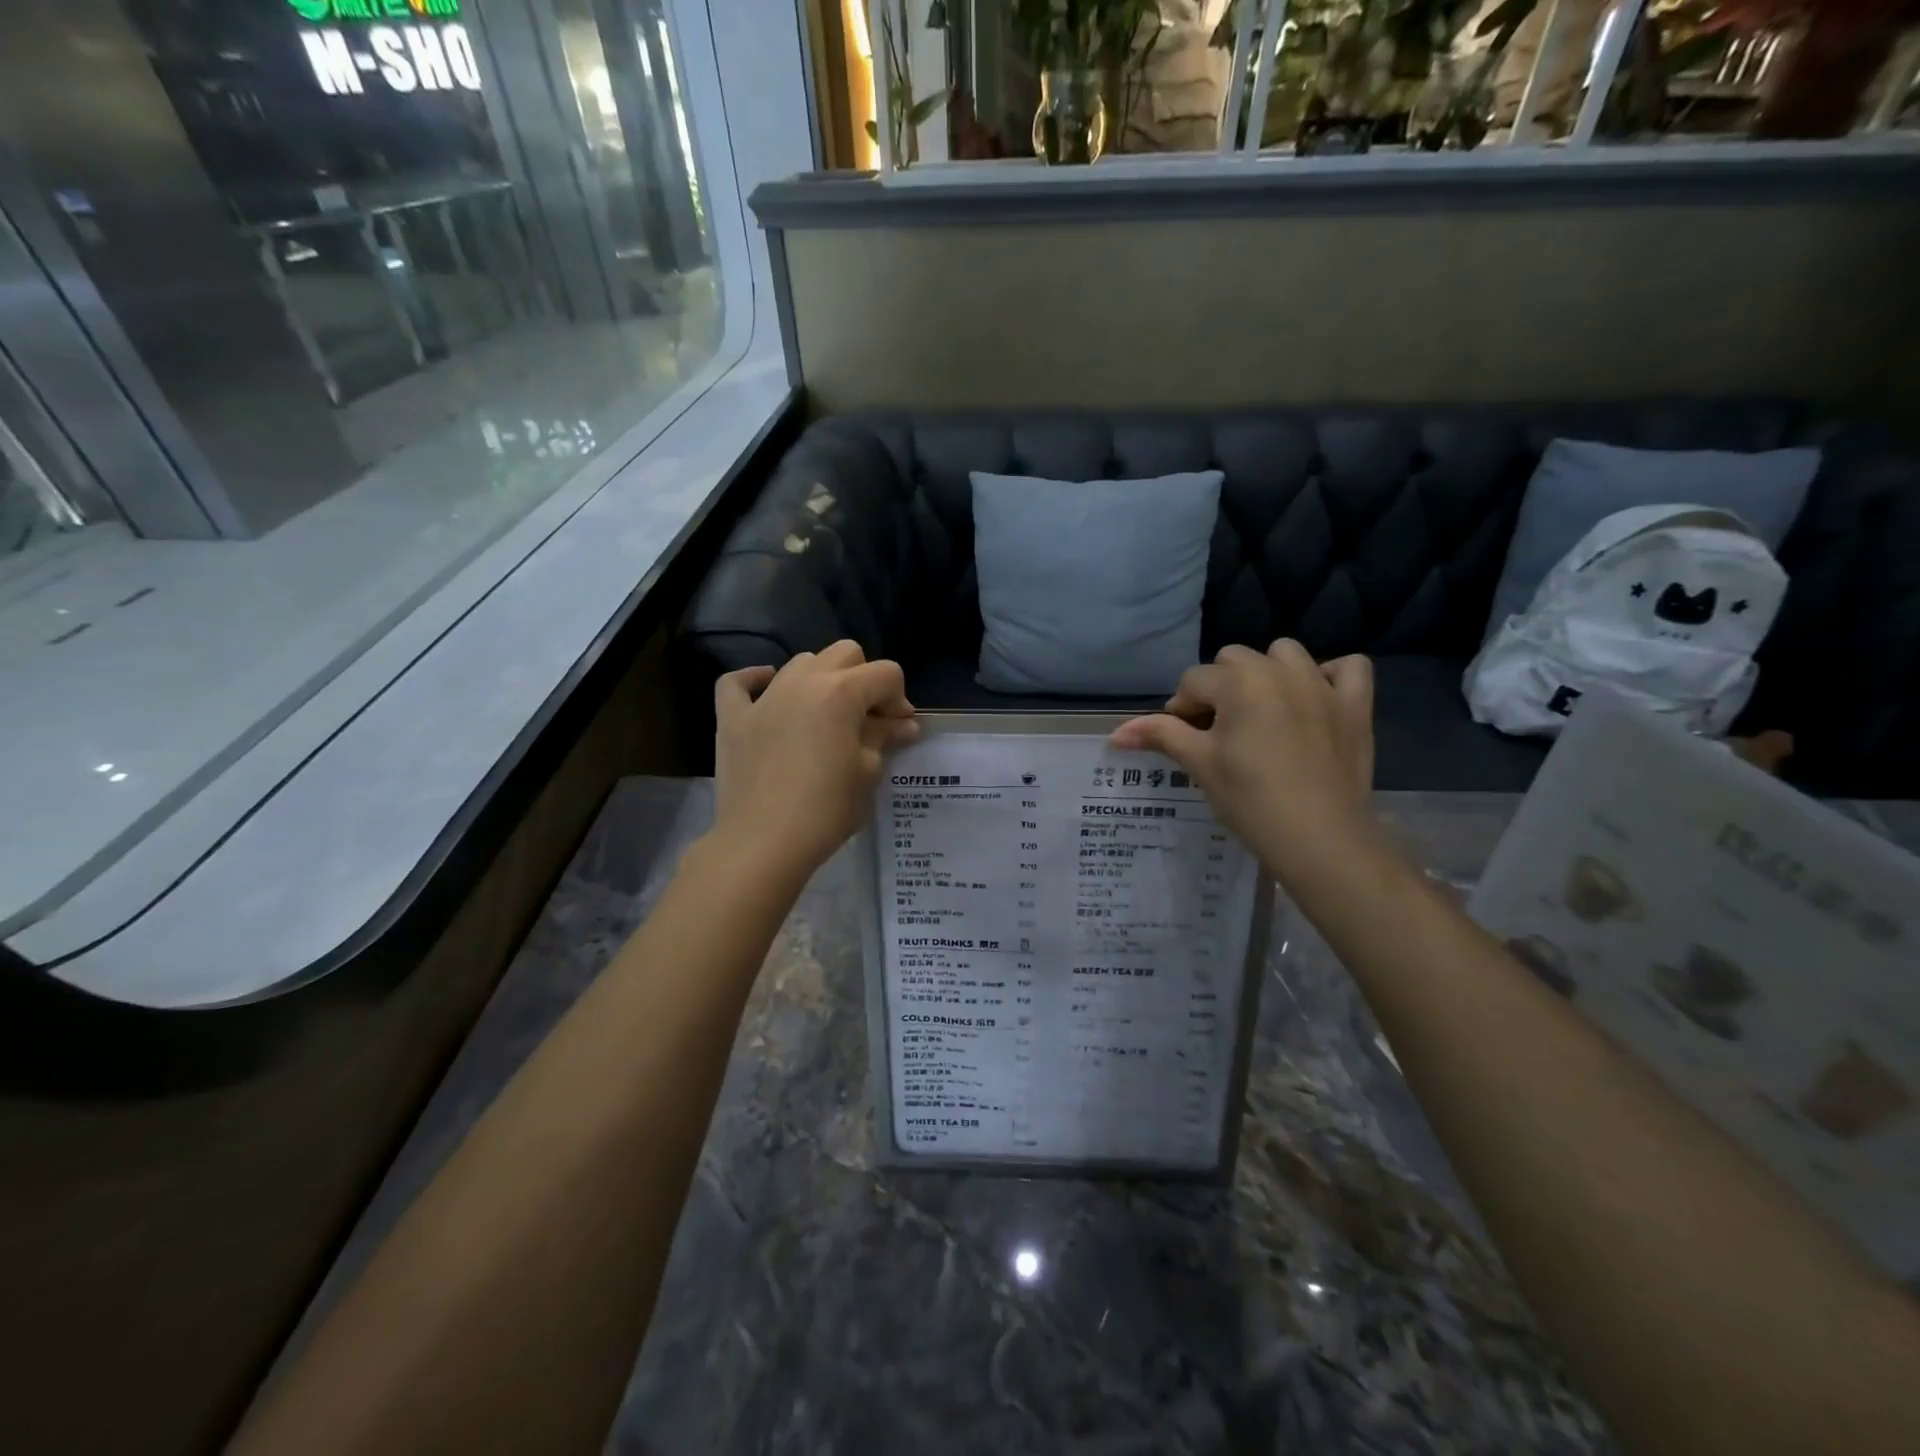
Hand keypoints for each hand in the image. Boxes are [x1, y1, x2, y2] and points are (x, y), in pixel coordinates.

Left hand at [710, 641, 917, 883]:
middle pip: (845, 654)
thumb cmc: (825, 811)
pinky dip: (755, 681)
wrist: (763, 843)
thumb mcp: (867, 774)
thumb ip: (884, 739)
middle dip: (864, 679)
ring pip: (801, 662)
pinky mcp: (733, 718)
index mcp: (842, 692)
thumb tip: (902, 725)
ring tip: (825, 715)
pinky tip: (767, 691)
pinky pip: (738, 682)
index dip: (899, 699)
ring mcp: (764, 697)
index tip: (899, 729)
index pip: (886, 674)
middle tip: (867, 719)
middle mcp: (803, 681)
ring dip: (821, 679)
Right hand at [1110, 642, 1375, 877]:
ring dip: (1268, 672)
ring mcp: (1323, 685)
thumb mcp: (1199, 765)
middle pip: (1234, 659)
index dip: (1182, 709)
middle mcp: (1280, 671)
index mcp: (1238, 682)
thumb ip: (1161, 736)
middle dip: (1220, 687)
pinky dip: (1330, 676)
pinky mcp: (1355, 705)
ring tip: (1263, 710)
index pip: (1193, 681)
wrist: (1320, 838)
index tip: (1186, 740)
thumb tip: (1116, 733)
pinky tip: (1314, 700)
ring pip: (1286, 653)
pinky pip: (1348, 667)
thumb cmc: (1249, 800)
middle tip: (1220, 730)